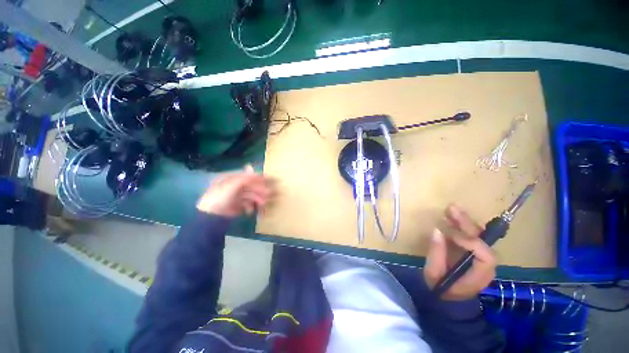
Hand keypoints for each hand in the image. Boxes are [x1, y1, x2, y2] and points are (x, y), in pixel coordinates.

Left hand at [196, 165, 273, 217]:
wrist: (212, 216)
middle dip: (260, 189)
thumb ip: (244, 177)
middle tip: (270, 193)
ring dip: (258, 199)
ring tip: (264, 203)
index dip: (257, 177)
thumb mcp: (233, 185)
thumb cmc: (221, 197)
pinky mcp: (237, 205)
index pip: (247, 176)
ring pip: (250, 195)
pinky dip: (250, 206)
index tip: (268, 179)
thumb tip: (252, 167)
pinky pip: (247, 204)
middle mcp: (233, 186)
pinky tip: (250, 211)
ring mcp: (235, 196)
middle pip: (250, 186)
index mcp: (231, 179)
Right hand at [423, 204, 496, 299]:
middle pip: (483, 240)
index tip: (450, 235)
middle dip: (466, 224)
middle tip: (451, 209)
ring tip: (450, 208)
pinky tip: (451, 216)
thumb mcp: (434, 273)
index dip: (471, 242)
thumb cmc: (440, 287)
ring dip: (464, 220)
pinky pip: (471, 235)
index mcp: (479, 274)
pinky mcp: (472, 251)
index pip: (486, 255)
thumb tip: (437, 230)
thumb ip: (436, 253)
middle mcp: (485, 264)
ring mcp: (480, 256)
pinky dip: (461, 225)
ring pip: (478, 235)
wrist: (446, 296)